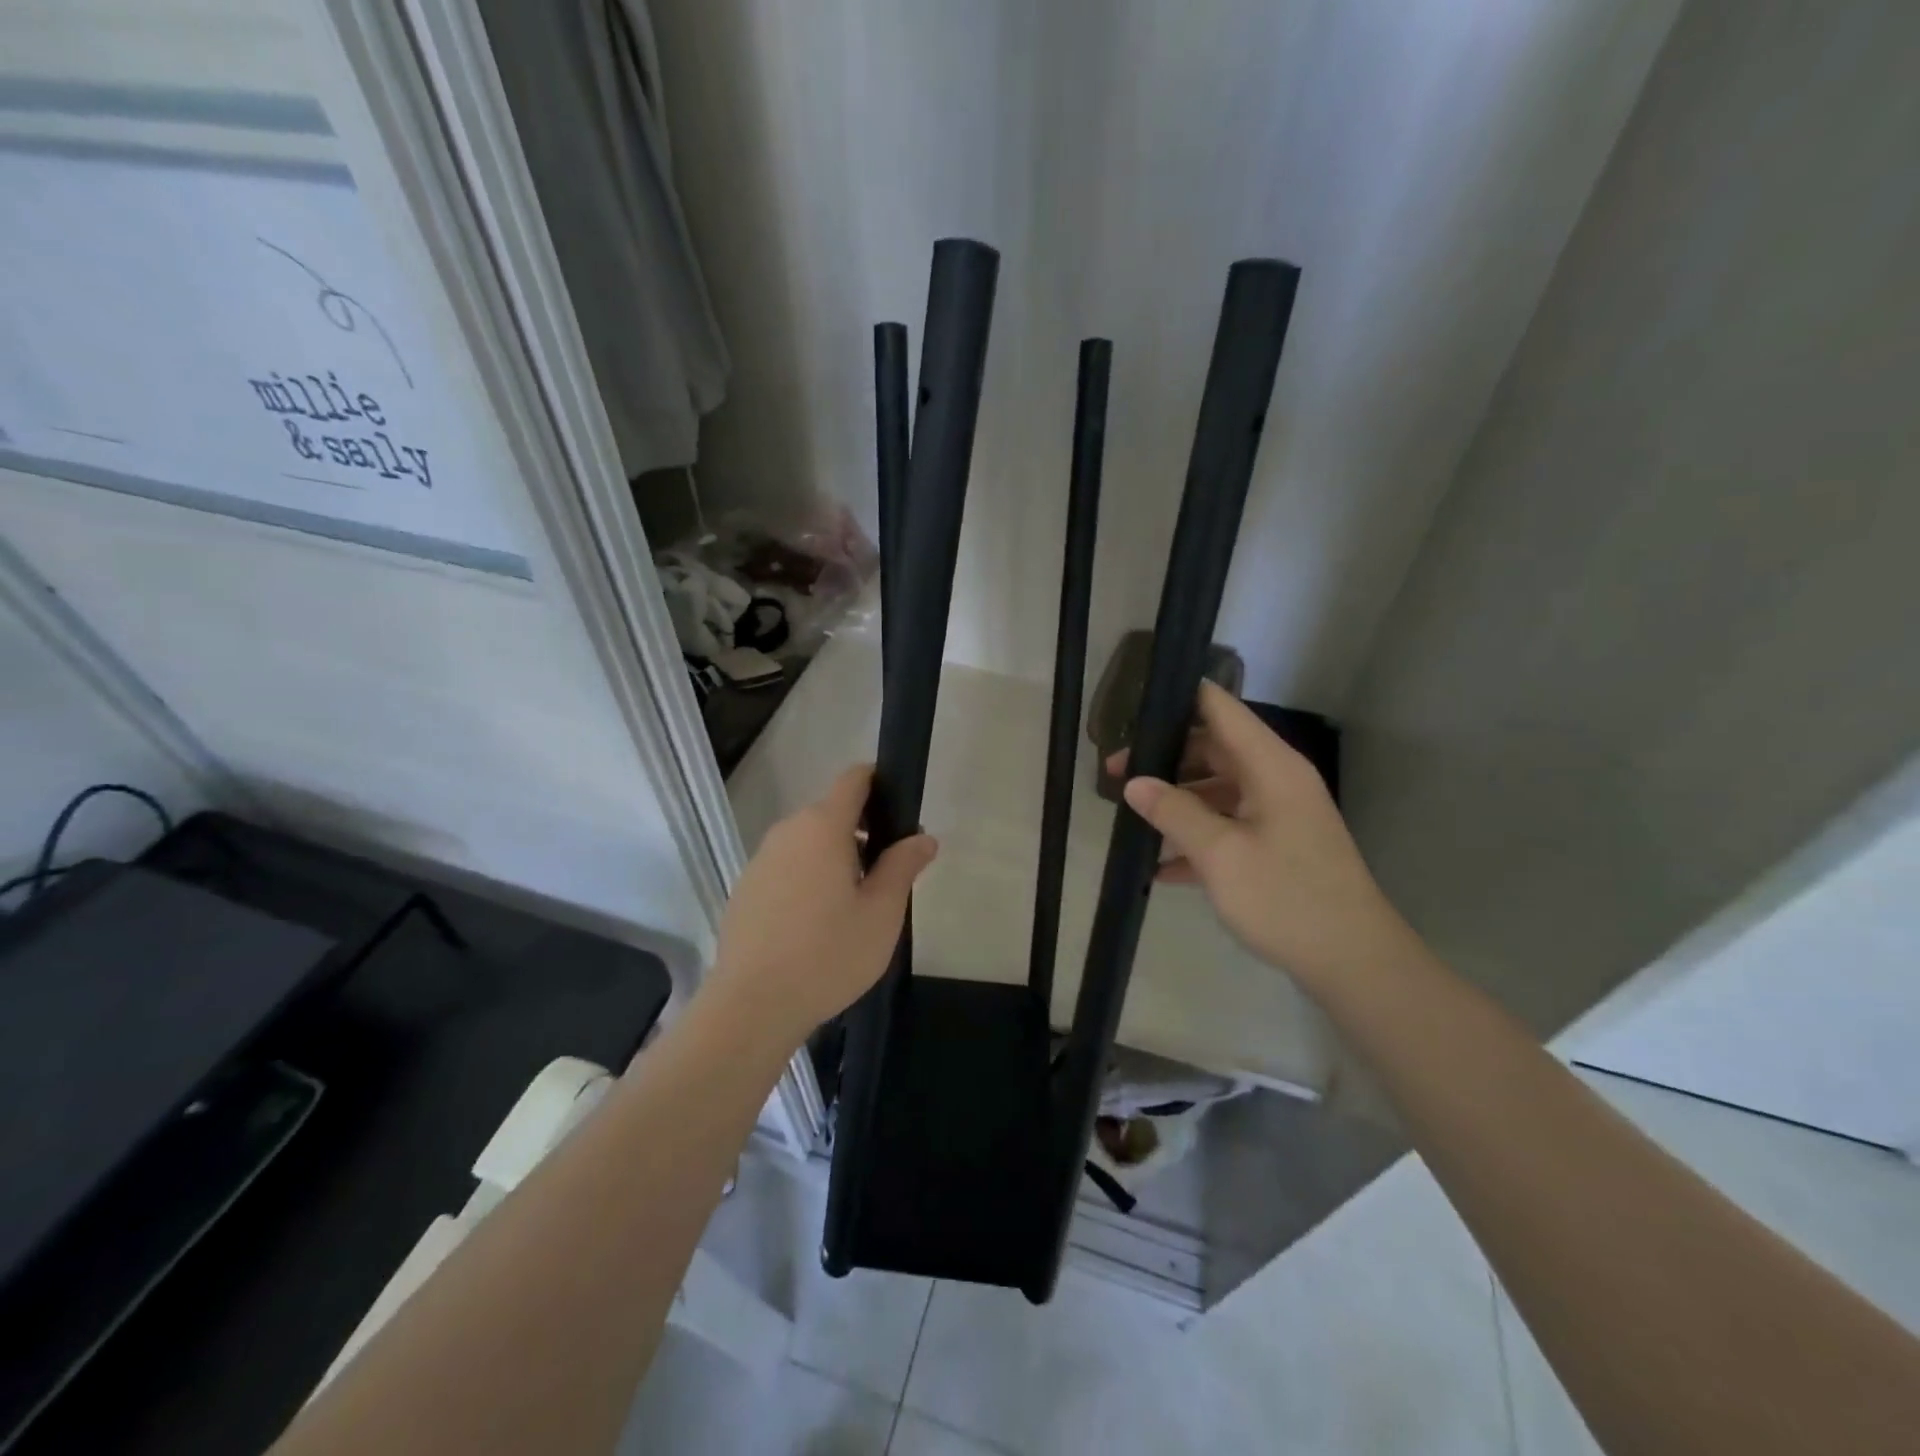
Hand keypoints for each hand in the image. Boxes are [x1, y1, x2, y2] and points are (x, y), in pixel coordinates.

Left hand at [705, 764, 936, 1044]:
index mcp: (823, 827)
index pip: (853, 779)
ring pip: (808, 843)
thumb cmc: (828, 954)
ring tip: (853, 907)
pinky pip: (787, 868)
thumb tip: (923, 838)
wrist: (752, 1005)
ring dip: (834, 858)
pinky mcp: (746, 888)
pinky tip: (816, 925)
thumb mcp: (881, 913)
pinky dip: (808, 879)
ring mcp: (761, 860)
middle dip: (863, 832)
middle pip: (831, 813)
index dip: (879, 783)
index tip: (899, 813)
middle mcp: (787, 832)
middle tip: (885, 877)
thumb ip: (903, 866)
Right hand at [1114, 683, 1407, 987]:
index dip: (1178, 697)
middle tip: (1114, 774)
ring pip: (1217, 789)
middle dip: (1164, 758)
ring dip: (1176, 802)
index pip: (1220, 707)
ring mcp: (1278, 814)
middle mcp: (1275, 779)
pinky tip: (1160, 867)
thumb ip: (1173, 812)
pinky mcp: (1277, 846)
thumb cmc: (1286, 898)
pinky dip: (1196, 837)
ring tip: (1131, 818)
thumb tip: (1133, 782)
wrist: (1354, 963)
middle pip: (1213, 748)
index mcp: (1269, 765)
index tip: (1133, 707)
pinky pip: (1228, 826)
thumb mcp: (1220, 855)